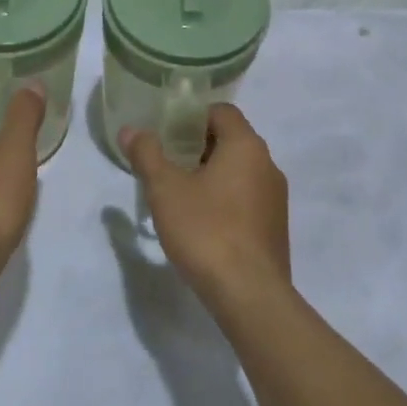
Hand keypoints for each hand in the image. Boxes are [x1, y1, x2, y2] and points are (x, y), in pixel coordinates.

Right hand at [121, 106, 291, 310]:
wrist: (249, 294)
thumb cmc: (206, 230)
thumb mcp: (165, 189)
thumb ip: (147, 154)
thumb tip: (131, 130)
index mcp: (246, 147)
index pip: (222, 112)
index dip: (192, 116)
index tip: (166, 132)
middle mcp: (268, 165)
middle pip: (231, 140)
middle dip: (197, 147)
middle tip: (165, 162)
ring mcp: (276, 199)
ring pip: (239, 172)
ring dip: (211, 175)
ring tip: (178, 193)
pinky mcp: (275, 227)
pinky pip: (246, 199)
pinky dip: (224, 199)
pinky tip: (201, 222)